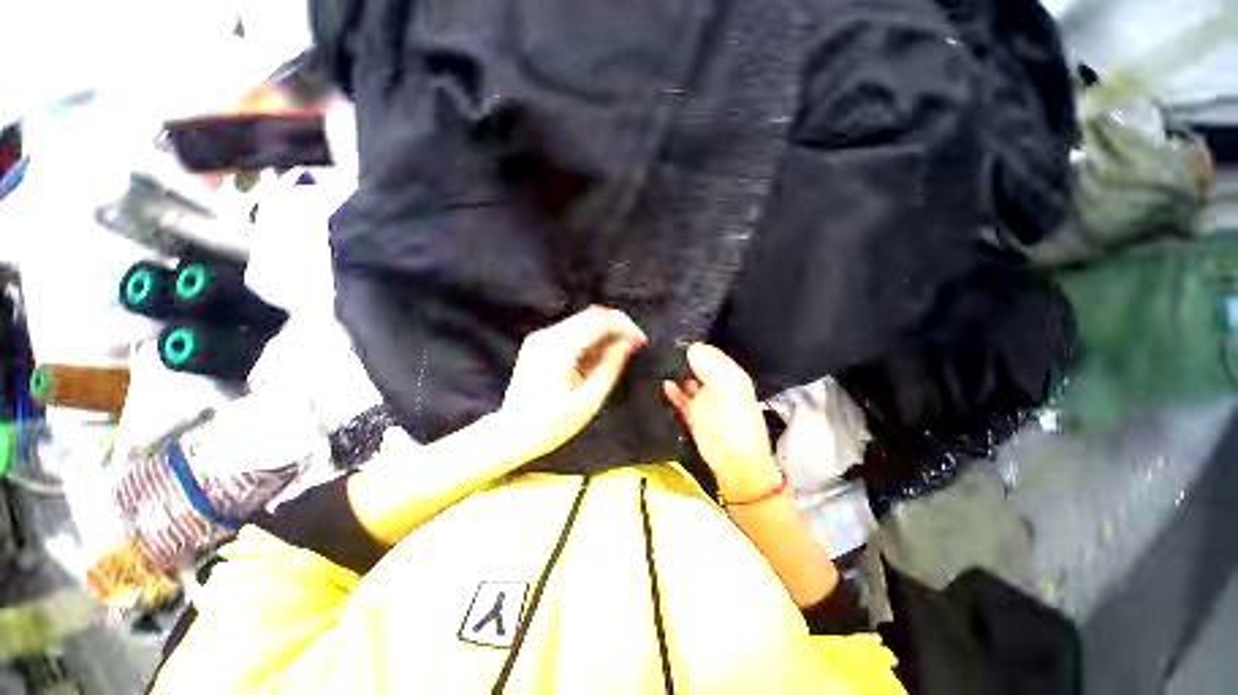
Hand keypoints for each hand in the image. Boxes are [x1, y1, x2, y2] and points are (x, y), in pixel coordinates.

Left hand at [500, 306, 647, 460]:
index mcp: (559, 348)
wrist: (513, 434)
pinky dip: (589, 338)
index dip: (625, 326)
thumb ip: (610, 366)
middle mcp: (547, 335)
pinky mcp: (538, 343)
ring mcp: (540, 338)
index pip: (599, 320)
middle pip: (591, 315)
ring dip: (604, 333)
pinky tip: (597, 357)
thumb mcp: (589, 399)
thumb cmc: (551, 424)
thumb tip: (627, 344)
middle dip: (617, 327)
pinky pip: (571, 331)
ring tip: (618, 354)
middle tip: (633, 346)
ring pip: (582, 322)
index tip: (641, 341)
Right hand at [663, 343, 781, 501]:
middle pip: (697, 365)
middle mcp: (717, 385)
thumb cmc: (739, 425)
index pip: (711, 353)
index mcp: (731, 376)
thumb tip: (693, 348)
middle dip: (683, 357)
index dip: (696, 346)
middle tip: (664, 349)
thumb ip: (712, 367)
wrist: (736, 463)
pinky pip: (680, 398)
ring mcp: (704, 400)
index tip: (677, 339)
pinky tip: (665, 384)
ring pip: (687, 380)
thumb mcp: (731, 390)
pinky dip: (673, 391)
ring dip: (676, 373)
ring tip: (660, 363)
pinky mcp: (693, 414)